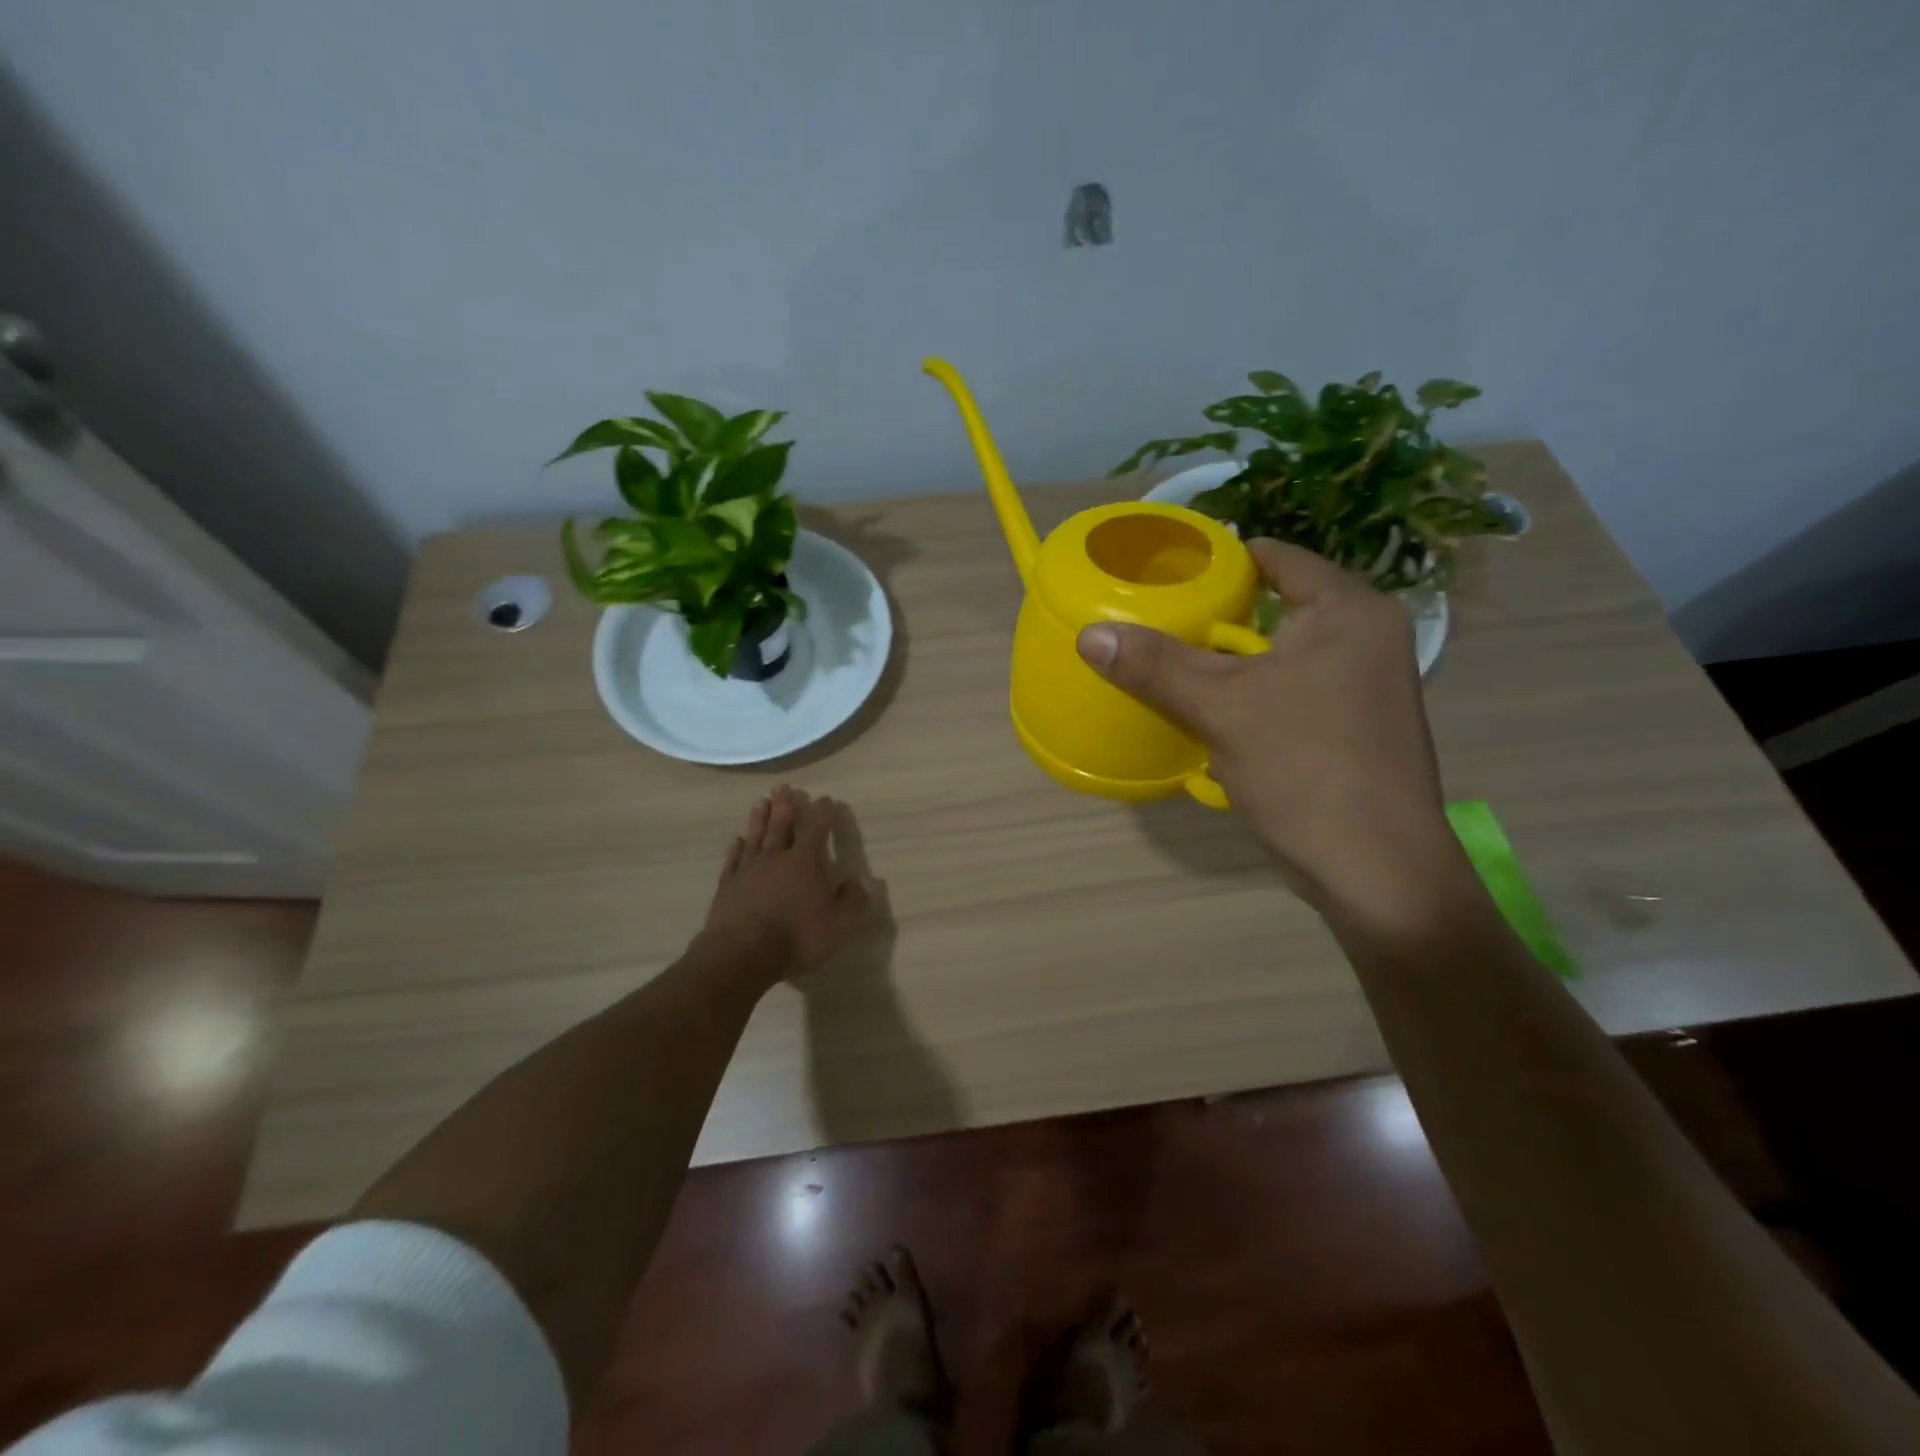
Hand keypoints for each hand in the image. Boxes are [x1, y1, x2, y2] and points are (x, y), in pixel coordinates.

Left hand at [703, 785, 869, 985]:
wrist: (742, 953)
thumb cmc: (797, 937)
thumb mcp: (839, 925)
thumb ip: (852, 902)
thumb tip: (857, 883)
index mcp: (805, 862)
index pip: (816, 829)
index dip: (822, 813)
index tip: (825, 799)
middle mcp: (776, 858)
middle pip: (780, 825)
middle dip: (784, 805)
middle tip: (783, 787)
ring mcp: (748, 870)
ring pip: (755, 837)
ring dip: (759, 819)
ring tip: (761, 802)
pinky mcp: (727, 887)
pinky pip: (733, 861)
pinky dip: (736, 849)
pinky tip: (737, 841)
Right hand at [1076, 539, 1471, 934]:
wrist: (1374, 867)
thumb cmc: (1306, 768)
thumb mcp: (1221, 708)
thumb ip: (1156, 665)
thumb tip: (1090, 634)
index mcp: (1349, 611)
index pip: (1276, 557)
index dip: (1218, 560)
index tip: (1166, 572)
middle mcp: (1365, 637)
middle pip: (1274, 606)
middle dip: (1216, 616)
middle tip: (1158, 619)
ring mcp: (1364, 685)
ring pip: (1279, 654)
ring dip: (1230, 661)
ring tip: (1173, 661)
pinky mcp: (1352, 727)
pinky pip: (1290, 691)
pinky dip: (1251, 694)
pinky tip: (1210, 711)